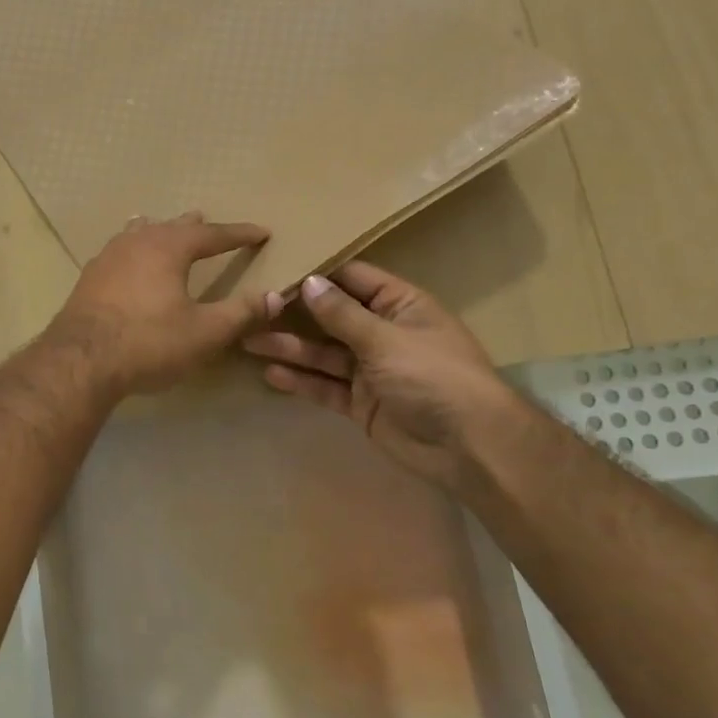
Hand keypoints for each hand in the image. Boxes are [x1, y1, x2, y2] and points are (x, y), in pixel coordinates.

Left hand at [44, 213, 272, 395]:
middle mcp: (137, 242)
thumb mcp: (205, 332)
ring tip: (163, 227)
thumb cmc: (149, 342)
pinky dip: (133, 248)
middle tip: (207, 222)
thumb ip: (241, 313)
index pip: (212, 234)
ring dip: (158, 231)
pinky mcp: (89, 277)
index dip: (239, 234)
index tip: (261, 232)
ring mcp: (108, 257)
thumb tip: (275, 296)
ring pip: (139, 233)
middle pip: (171, 226)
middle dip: (195, 227)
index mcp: (169, 247)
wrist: (81, 360)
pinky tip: (126, 259)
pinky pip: (118, 251)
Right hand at [243, 262, 532, 494]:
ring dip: (289, 347)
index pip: (352, 279)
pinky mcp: (361, 403)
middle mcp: (382, 333)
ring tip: (248, 341)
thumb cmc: (433, 376)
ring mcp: (370, 370)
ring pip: (322, 353)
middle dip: (293, 314)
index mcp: (400, 305)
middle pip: (331, 317)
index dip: (317, 275)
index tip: (275, 269)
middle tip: (250, 308)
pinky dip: (301, 381)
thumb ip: (342, 314)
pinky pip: (325, 386)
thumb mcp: (386, 338)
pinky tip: (271, 375)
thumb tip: (307, 281)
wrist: (469, 447)